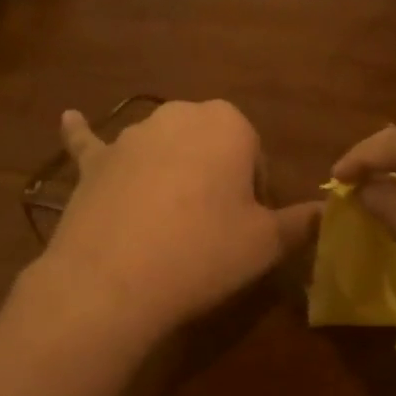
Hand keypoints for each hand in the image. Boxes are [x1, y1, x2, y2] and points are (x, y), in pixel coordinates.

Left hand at [37, 100, 320, 338]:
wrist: (114, 280)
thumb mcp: (267, 243)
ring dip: (170, 172)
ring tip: (168, 225)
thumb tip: (327, 212)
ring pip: (162, 148)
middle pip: (209, 146)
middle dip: (215, 177)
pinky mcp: (94, 162)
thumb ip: (302, 222)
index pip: (254, 154)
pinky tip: (68, 119)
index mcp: (229, 124)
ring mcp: (130, 135)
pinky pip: (91, 143)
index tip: (246, 227)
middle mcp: (178, 115)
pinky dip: (84, 135)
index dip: (254, 193)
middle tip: (213, 228)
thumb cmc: (204, 253)